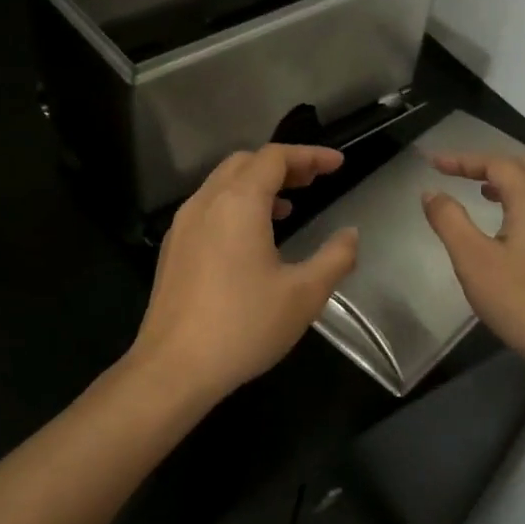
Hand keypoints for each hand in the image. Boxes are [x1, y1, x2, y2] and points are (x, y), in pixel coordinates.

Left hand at [128, 145, 359, 408]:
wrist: (174, 368)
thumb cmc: (244, 326)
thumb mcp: (304, 295)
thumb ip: (335, 258)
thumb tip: (351, 235)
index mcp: (238, 203)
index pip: (275, 157)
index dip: (309, 155)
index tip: (337, 164)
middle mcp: (206, 202)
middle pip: (245, 163)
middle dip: (282, 165)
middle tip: (313, 181)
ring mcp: (183, 225)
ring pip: (222, 184)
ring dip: (257, 185)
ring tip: (288, 206)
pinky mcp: (173, 249)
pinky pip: (208, 208)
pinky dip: (235, 205)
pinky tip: (252, 239)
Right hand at [421, 151, 524, 384]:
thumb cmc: (520, 299)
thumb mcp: (473, 259)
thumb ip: (449, 220)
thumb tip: (432, 192)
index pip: (497, 164)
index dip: (463, 160)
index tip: (433, 164)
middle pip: (521, 167)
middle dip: (486, 164)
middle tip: (455, 172)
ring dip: (505, 181)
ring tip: (478, 190)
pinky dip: (520, 199)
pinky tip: (506, 223)